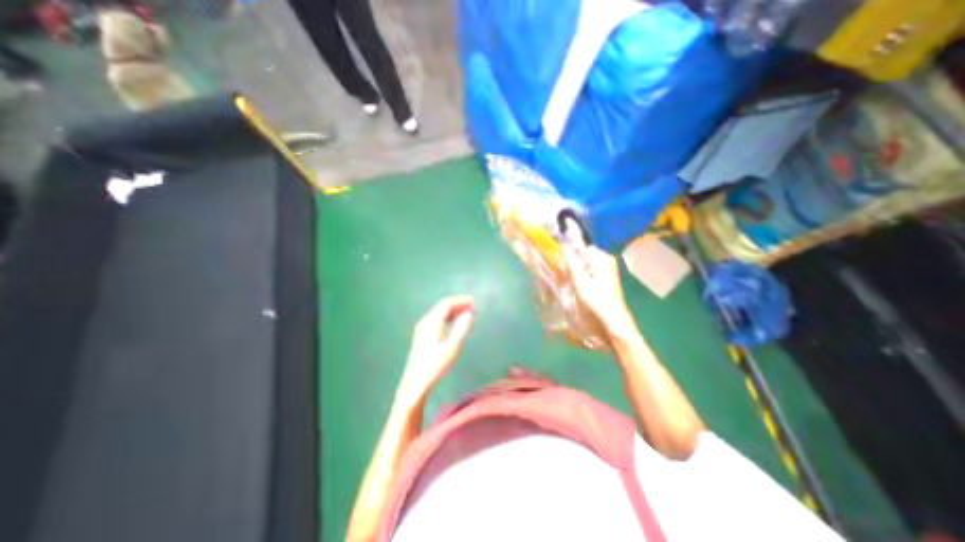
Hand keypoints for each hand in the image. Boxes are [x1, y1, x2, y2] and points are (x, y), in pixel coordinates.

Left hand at [395, 296, 473, 410]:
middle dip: (458, 304)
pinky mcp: (423, 335)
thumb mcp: (451, 347)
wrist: (415, 382)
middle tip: (473, 307)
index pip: (447, 303)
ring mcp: (423, 328)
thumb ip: (461, 328)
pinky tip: (455, 323)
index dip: (461, 300)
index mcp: (432, 322)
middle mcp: (426, 321)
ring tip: (467, 313)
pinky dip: (448, 317)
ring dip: (454, 311)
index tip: (474, 302)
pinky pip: (438, 319)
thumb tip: (469, 313)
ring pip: (440, 313)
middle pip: (443, 306)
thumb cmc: (435, 365)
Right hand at [562, 243, 639, 340]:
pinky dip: (582, 273)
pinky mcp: (606, 276)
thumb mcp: (580, 282)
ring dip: (576, 268)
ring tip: (568, 278)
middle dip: (571, 260)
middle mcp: (606, 259)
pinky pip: (590, 269)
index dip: (568, 251)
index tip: (557, 260)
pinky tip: (577, 283)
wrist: (614, 321)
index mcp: (602, 258)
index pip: (580, 246)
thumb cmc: (596, 301)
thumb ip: (572, 263)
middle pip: (583, 254)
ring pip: (585, 262)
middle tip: (561, 271)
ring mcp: (608, 268)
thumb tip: (563, 245)